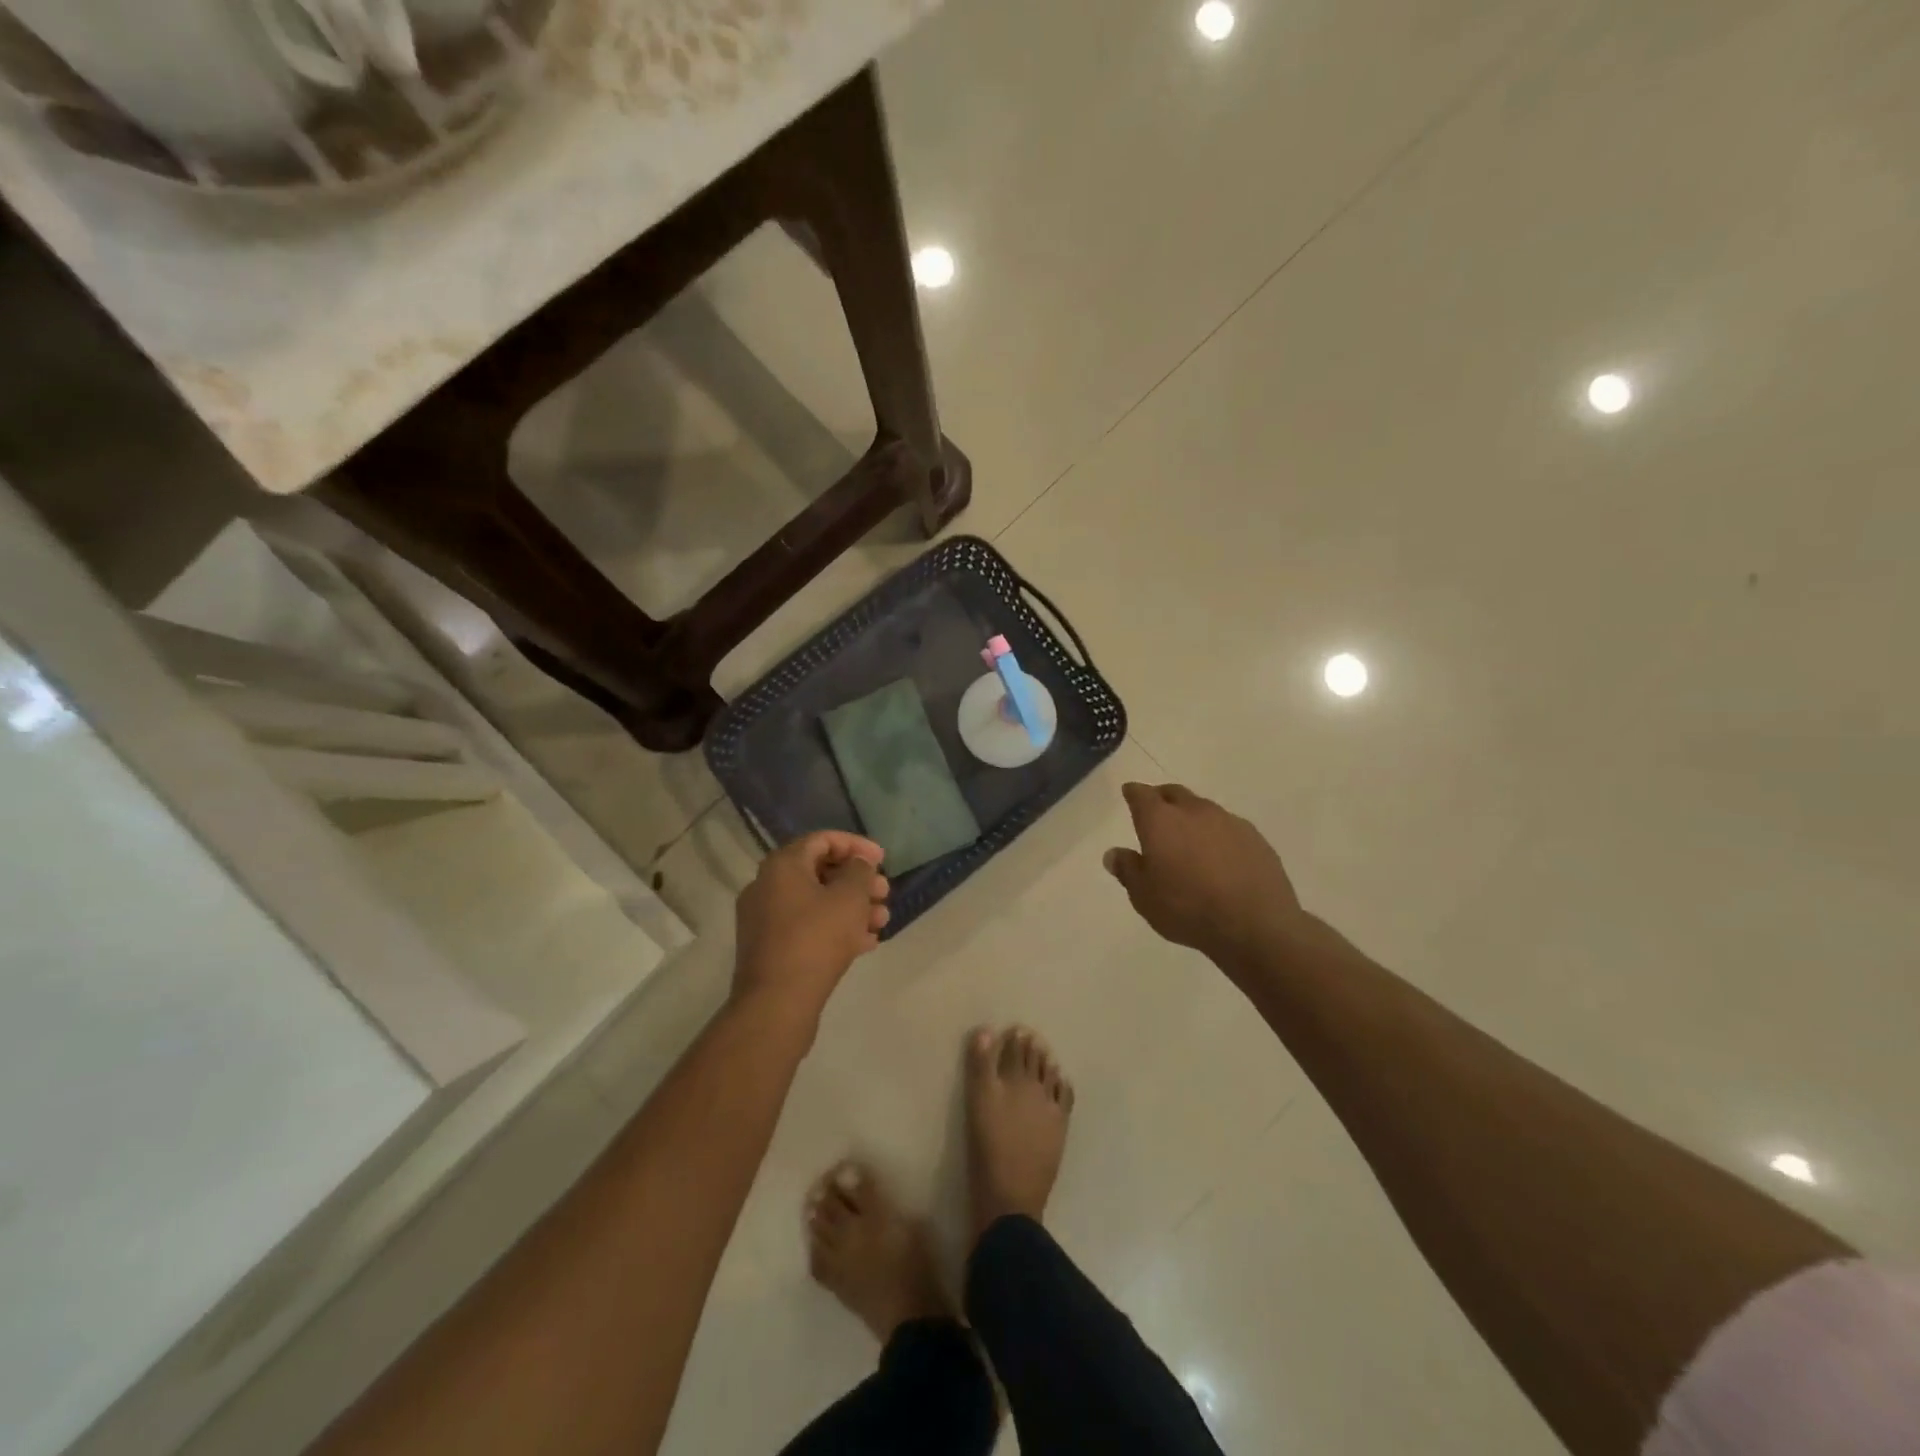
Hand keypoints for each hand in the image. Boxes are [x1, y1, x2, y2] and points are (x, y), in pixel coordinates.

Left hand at [734, 831, 889, 1022]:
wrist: (777, 1003)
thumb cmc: (816, 939)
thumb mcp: (849, 898)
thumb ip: (859, 871)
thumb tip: (858, 863)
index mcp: (782, 865)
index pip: (823, 840)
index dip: (856, 845)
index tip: (883, 860)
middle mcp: (767, 886)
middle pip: (820, 871)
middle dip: (857, 881)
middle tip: (885, 892)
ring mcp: (764, 919)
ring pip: (815, 902)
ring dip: (851, 906)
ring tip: (881, 921)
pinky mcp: (769, 948)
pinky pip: (806, 927)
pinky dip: (834, 928)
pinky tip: (865, 943)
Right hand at [1104, 782, 1302, 964]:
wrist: (1255, 926)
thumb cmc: (1187, 909)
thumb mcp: (1144, 897)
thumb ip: (1127, 870)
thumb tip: (1114, 854)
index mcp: (1160, 821)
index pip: (1141, 795)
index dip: (1133, 793)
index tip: (1129, 794)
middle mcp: (1194, 811)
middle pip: (1174, 793)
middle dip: (1162, 799)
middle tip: (1157, 814)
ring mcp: (1229, 822)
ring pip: (1204, 809)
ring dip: (1192, 818)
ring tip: (1190, 841)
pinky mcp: (1256, 838)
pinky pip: (1229, 828)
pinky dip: (1218, 836)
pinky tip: (1220, 859)